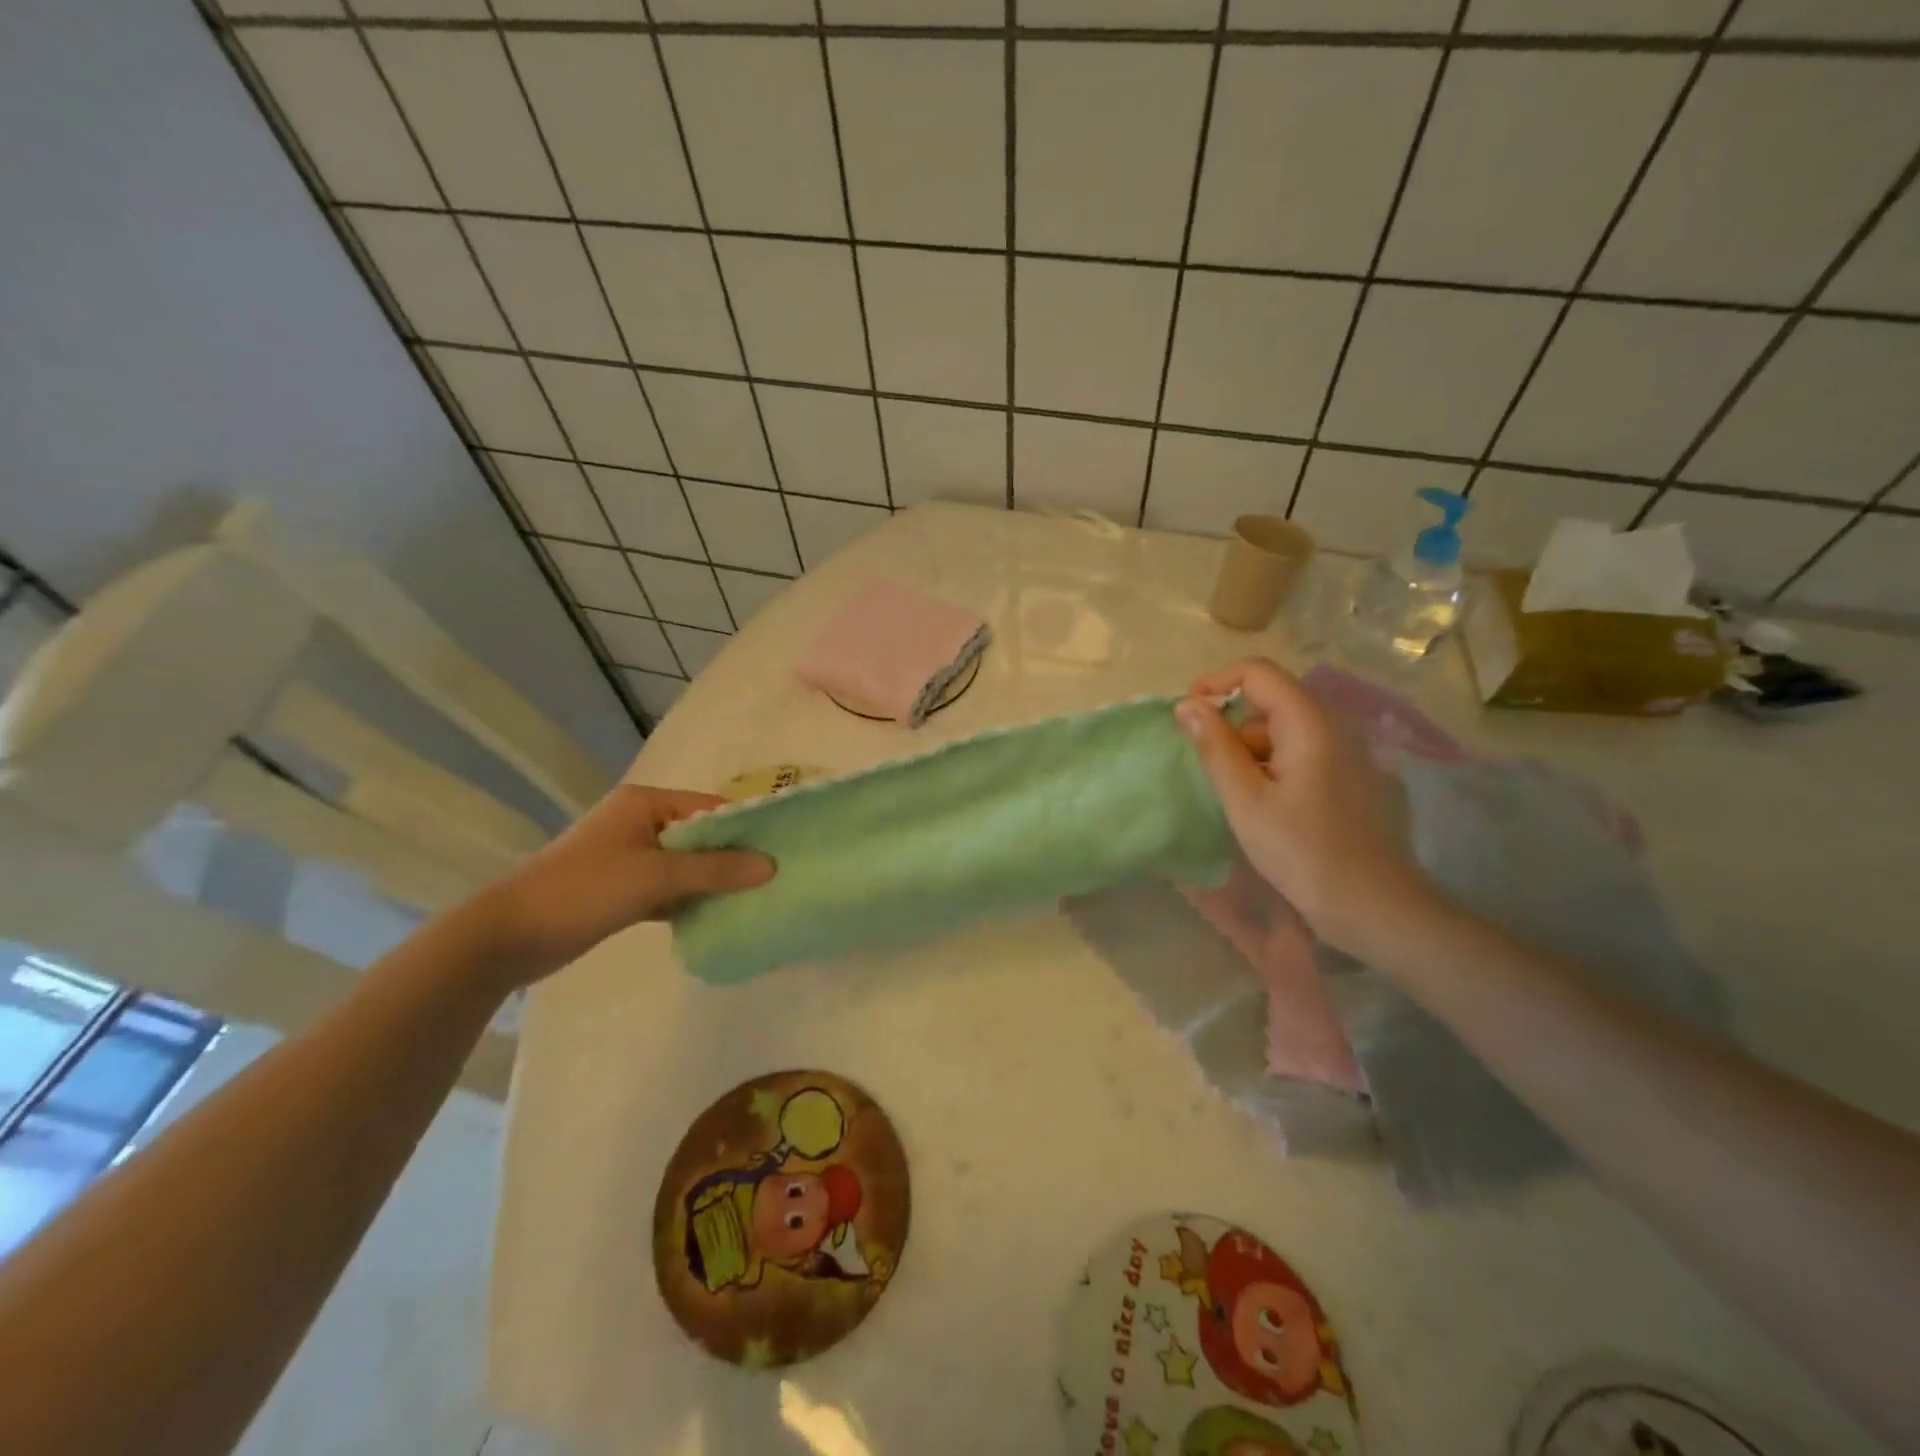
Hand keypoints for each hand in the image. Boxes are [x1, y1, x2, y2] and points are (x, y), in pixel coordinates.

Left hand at [478, 784, 772, 984]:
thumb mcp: (655, 876)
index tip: (781, 851)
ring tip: (756, 898)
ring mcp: (628, 856)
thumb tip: (771, 865)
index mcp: (644, 803)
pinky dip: (689, 899)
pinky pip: (668, 887)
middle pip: (699, 836)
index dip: (745, 828)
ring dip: (712, 881)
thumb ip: (714, 870)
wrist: (507, 936)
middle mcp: (638, 822)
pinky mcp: (621, 888)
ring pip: (685, 864)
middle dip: (732, 858)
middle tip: (774, 879)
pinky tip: (718, 916)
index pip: (709, 808)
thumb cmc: (584, 890)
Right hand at [1176, 659, 1432, 955]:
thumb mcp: (1245, 799)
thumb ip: (1214, 747)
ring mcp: (1341, 752)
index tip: (1186, 717)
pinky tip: (1260, 806)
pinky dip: (1268, 766)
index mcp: (1308, 722)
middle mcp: (1330, 726)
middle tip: (1207, 769)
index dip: (1216, 684)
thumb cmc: (1301, 851)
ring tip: (1234, 796)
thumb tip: (1186, 704)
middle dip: (1229, 725)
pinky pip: (1296, 752)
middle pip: (1269, 700)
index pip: (1257, 672)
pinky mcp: (1343, 776)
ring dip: (1247, 750)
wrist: (1371, 905)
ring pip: (1280, 729)